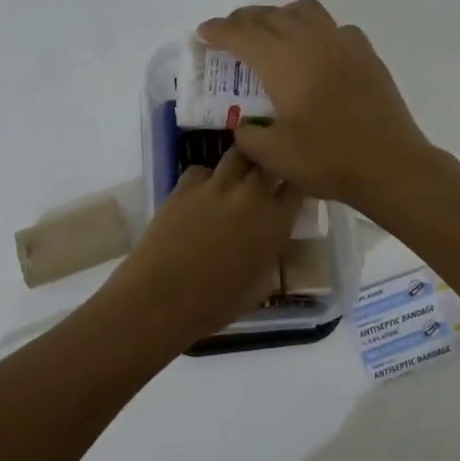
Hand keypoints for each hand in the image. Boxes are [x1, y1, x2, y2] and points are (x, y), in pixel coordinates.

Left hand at [101, 150, 303, 342]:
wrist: (161, 300)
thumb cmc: (215, 305)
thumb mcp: (260, 287)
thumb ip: (271, 256)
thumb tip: (269, 244)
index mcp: (275, 223)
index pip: (298, 186)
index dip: (296, 185)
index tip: (291, 191)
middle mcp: (251, 196)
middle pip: (269, 160)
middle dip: (270, 165)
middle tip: (265, 179)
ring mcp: (216, 186)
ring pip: (238, 155)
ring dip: (242, 165)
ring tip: (236, 179)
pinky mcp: (185, 186)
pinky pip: (201, 170)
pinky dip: (206, 178)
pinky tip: (201, 195)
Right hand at [197, 0, 435, 207]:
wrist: (390, 165)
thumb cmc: (328, 160)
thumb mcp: (273, 156)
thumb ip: (247, 135)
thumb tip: (243, 124)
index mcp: (283, 62)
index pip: (242, 34)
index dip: (218, 31)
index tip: (203, 32)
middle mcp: (311, 41)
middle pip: (271, 15)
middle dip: (245, 19)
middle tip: (230, 31)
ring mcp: (343, 43)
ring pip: (304, 11)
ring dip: (280, 15)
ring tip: (271, 32)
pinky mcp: (366, 54)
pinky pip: (334, 27)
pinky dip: (314, 30)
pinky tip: (315, 51)